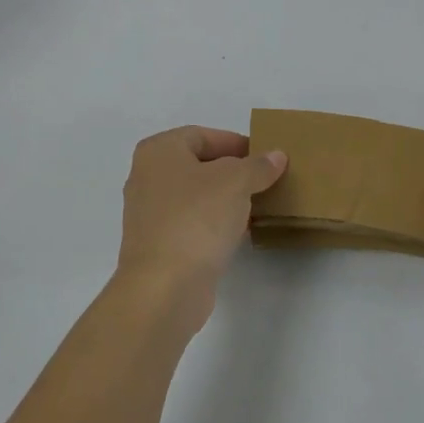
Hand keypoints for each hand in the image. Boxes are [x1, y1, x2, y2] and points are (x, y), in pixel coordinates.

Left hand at [116, 126, 287, 335]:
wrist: (164, 287)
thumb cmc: (196, 218)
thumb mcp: (236, 182)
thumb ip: (258, 166)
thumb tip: (276, 156)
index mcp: (159, 151)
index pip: (203, 135)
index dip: (236, 143)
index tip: (265, 158)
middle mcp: (147, 177)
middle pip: (199, 165)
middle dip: (233, 172)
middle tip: (265, 180)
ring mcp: (150, 214)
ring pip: (196, 196)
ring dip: (226, 199)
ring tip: (258, 205)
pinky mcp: (158, 245)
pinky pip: (192, 223)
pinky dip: (214, 223)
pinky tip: (240, 231)